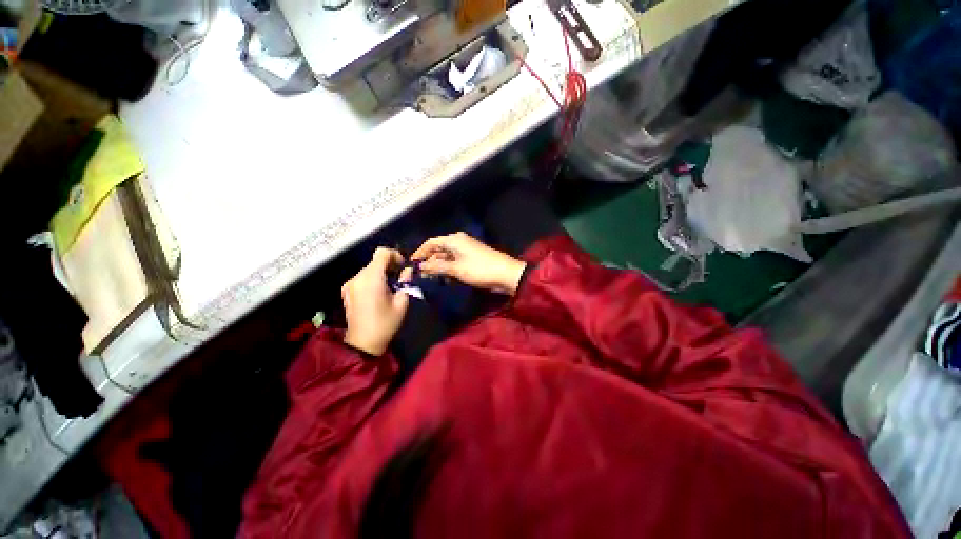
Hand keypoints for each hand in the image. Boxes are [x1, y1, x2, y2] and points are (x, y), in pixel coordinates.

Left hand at [342, 248, 409, 355]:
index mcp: (372, 278)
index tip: (402, 267)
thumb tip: (407, 270)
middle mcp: (357, 277)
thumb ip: (405, 282)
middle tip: (400, 278)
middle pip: (375, 261)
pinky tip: (379, 293)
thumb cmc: (386, 323)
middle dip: (389, 265)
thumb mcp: (402, 302)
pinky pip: (362, 277)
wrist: (363, 342)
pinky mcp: (346, 290)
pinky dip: (372, 279)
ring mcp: (350, 284)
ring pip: (369, 269)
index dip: (395, 255)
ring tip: (390, 287)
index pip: (382, 253)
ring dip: (381, 272)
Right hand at [412, 232, 526, 294]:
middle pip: (438, 250)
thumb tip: (421, 266)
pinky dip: (448, 270)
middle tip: (420, 275)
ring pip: (446, 258)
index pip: (431, 242)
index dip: (420, 252)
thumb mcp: (456, 269)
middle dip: (429, 262)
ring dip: (438, 267)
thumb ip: (437, 266)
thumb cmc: (479, 269)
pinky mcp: (471, 260)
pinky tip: (445, 280)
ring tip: (430, 279)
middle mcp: (459, 242)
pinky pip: (455, 263)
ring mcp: (466, 251)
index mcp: (454, 240)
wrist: (505, 274)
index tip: (411, 264)